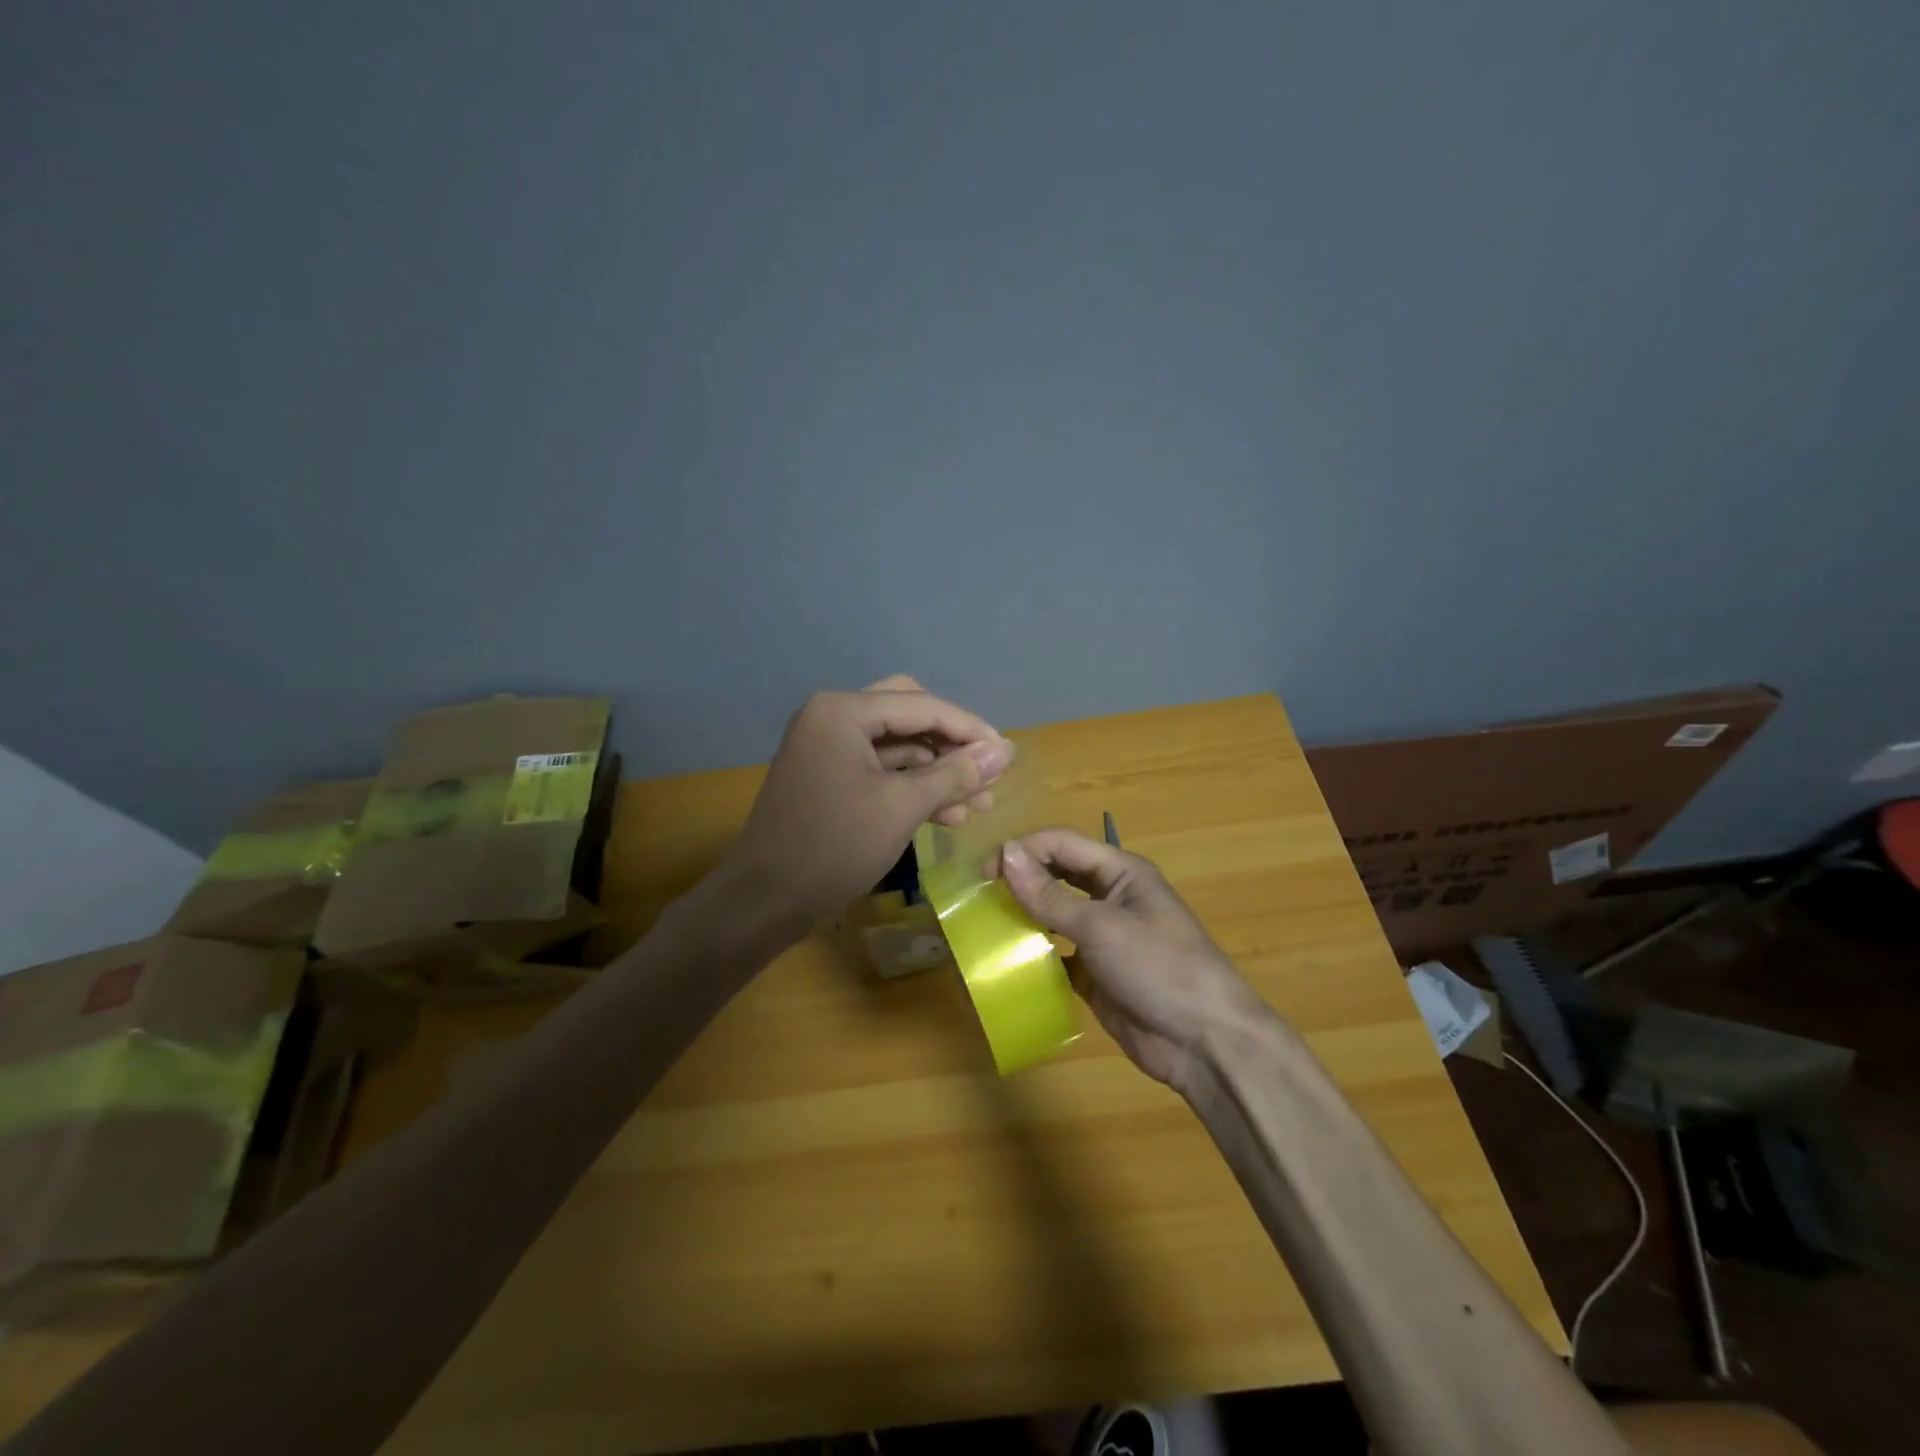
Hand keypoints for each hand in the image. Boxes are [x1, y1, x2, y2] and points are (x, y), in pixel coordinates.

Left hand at [724, 676, 1015, 939]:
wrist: (764, 902)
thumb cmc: (834, 846)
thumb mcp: (902, 807)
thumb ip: (956, 774)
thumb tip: (1005, 751)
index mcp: (843, 711)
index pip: (922, 706)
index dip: (970, 729)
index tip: (1008, 755)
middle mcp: (832, 717)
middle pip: (909, 715)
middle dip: (951, 744)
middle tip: (986, 770)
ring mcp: (827, 747)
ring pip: (897, 745)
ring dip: (937, 769)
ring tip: (978, 804)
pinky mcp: (828, 776)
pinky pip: (880, 768)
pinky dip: (912, 786)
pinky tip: (947, 813)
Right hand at [999, 829, 1266, 1093]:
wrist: (1204, 1042)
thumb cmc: (1159, 967)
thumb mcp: (1102, 927)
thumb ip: (1050, 895)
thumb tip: (1005, 854)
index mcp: (1120, 872)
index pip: (1063, 844)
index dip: (1024, 850)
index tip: (984, 870)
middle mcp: (1110, 897)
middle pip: (1057, 875)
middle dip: (1021, 878)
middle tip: (979, 894)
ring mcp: (1102, 937)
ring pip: (1053, 913)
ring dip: (1024, 915)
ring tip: (984, 922)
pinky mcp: (1094, 973)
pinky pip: (1056, 954)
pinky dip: (1033, 954)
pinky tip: (1006, 961)